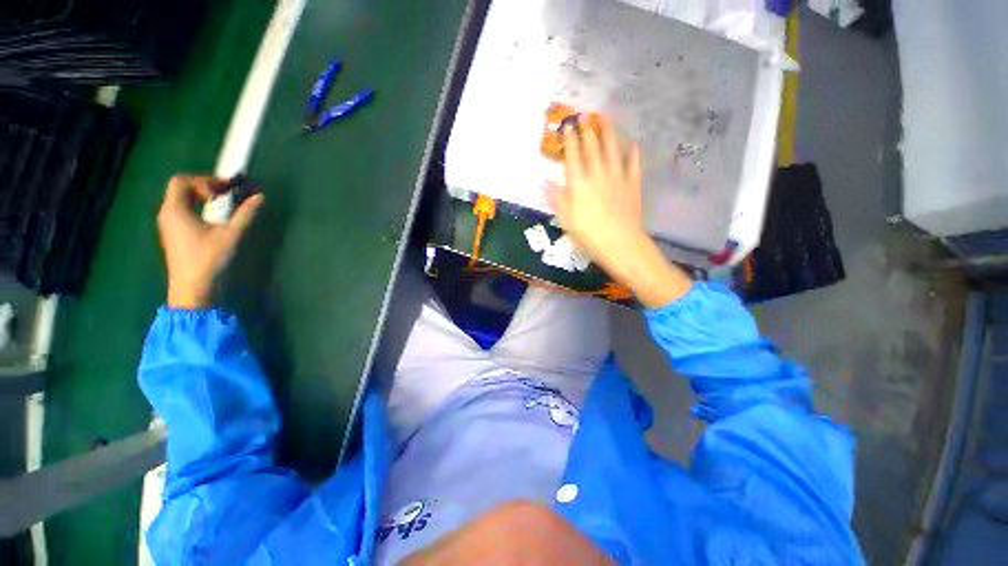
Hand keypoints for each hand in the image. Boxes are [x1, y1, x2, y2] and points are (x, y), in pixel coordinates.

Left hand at [157, 175, 263, 308]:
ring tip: (221, 203)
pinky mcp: (173, 233)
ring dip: (200, 197)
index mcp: (176, 209)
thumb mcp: (231, 235)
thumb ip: (245, 214)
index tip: (225, 189)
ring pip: (180, 200)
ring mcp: (168, 224)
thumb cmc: (209, 259)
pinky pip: (181, 210)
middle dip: (203, 186)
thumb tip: (260, 197)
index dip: (204, 180)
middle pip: (180, 189)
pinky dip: (196, 207)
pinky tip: (211, 217)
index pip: (182, 181)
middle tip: (225, 193)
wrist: (192, 287)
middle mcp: (167, 213)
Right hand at [547, 120, 691, 307]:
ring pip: (612, 150)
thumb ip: (556, 198)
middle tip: (586, 114)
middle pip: (592, 148)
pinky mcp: (632, 184)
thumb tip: (543, 182)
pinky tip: (634, 144)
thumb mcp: (566, 219)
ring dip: (609, 133)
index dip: (569, 140)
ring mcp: (617, 177)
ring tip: (606, 118)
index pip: (573, 156)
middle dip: (588, 130)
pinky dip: (633, 153)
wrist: (619, 243)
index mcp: (579, 183)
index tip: (567, 126)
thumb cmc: (588, 234)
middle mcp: (597, 174)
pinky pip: (633, 164)